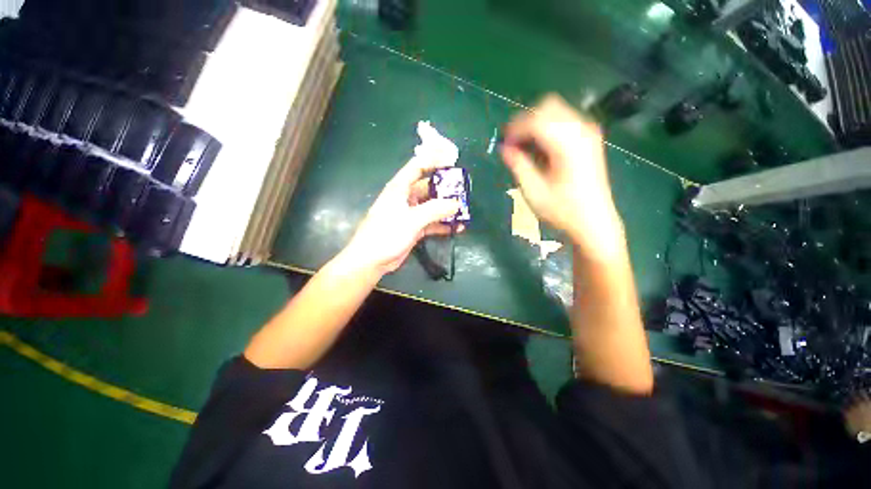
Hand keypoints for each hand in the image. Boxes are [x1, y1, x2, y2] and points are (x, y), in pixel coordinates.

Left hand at [342, 156, 463, 275]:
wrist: (371, 260)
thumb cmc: (387, 233)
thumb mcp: (412, 219)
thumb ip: (435, 210)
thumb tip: (456, 203)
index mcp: (400, 188)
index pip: (418, 166)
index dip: (434, 160)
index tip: (452, 161)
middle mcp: (406, 198)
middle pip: (429, 187)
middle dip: (446, 189)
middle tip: (464, 191)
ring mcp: (410, 214)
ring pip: (432, 206)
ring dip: (446, 209)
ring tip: (464, 211)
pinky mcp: (414, 228)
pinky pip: (431, 222)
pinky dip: (443, 225)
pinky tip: (457, 228)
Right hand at [501, 94, 624, 259]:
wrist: (593, 222)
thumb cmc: (562, 210)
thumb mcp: (533, 191)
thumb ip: (518, 165)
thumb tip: (504, 148)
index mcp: (567, 143)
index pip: (535, 120)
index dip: (515, 129)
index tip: (503, 143)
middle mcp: (581, 130)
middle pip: (547, 107)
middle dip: (525, 122)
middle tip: (513, 144)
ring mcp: (588, 133)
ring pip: (556, 111)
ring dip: (536, 125)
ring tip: (524, 149)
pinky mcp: (590, 139)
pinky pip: (564, 121)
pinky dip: (547, 129)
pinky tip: (540, 149)